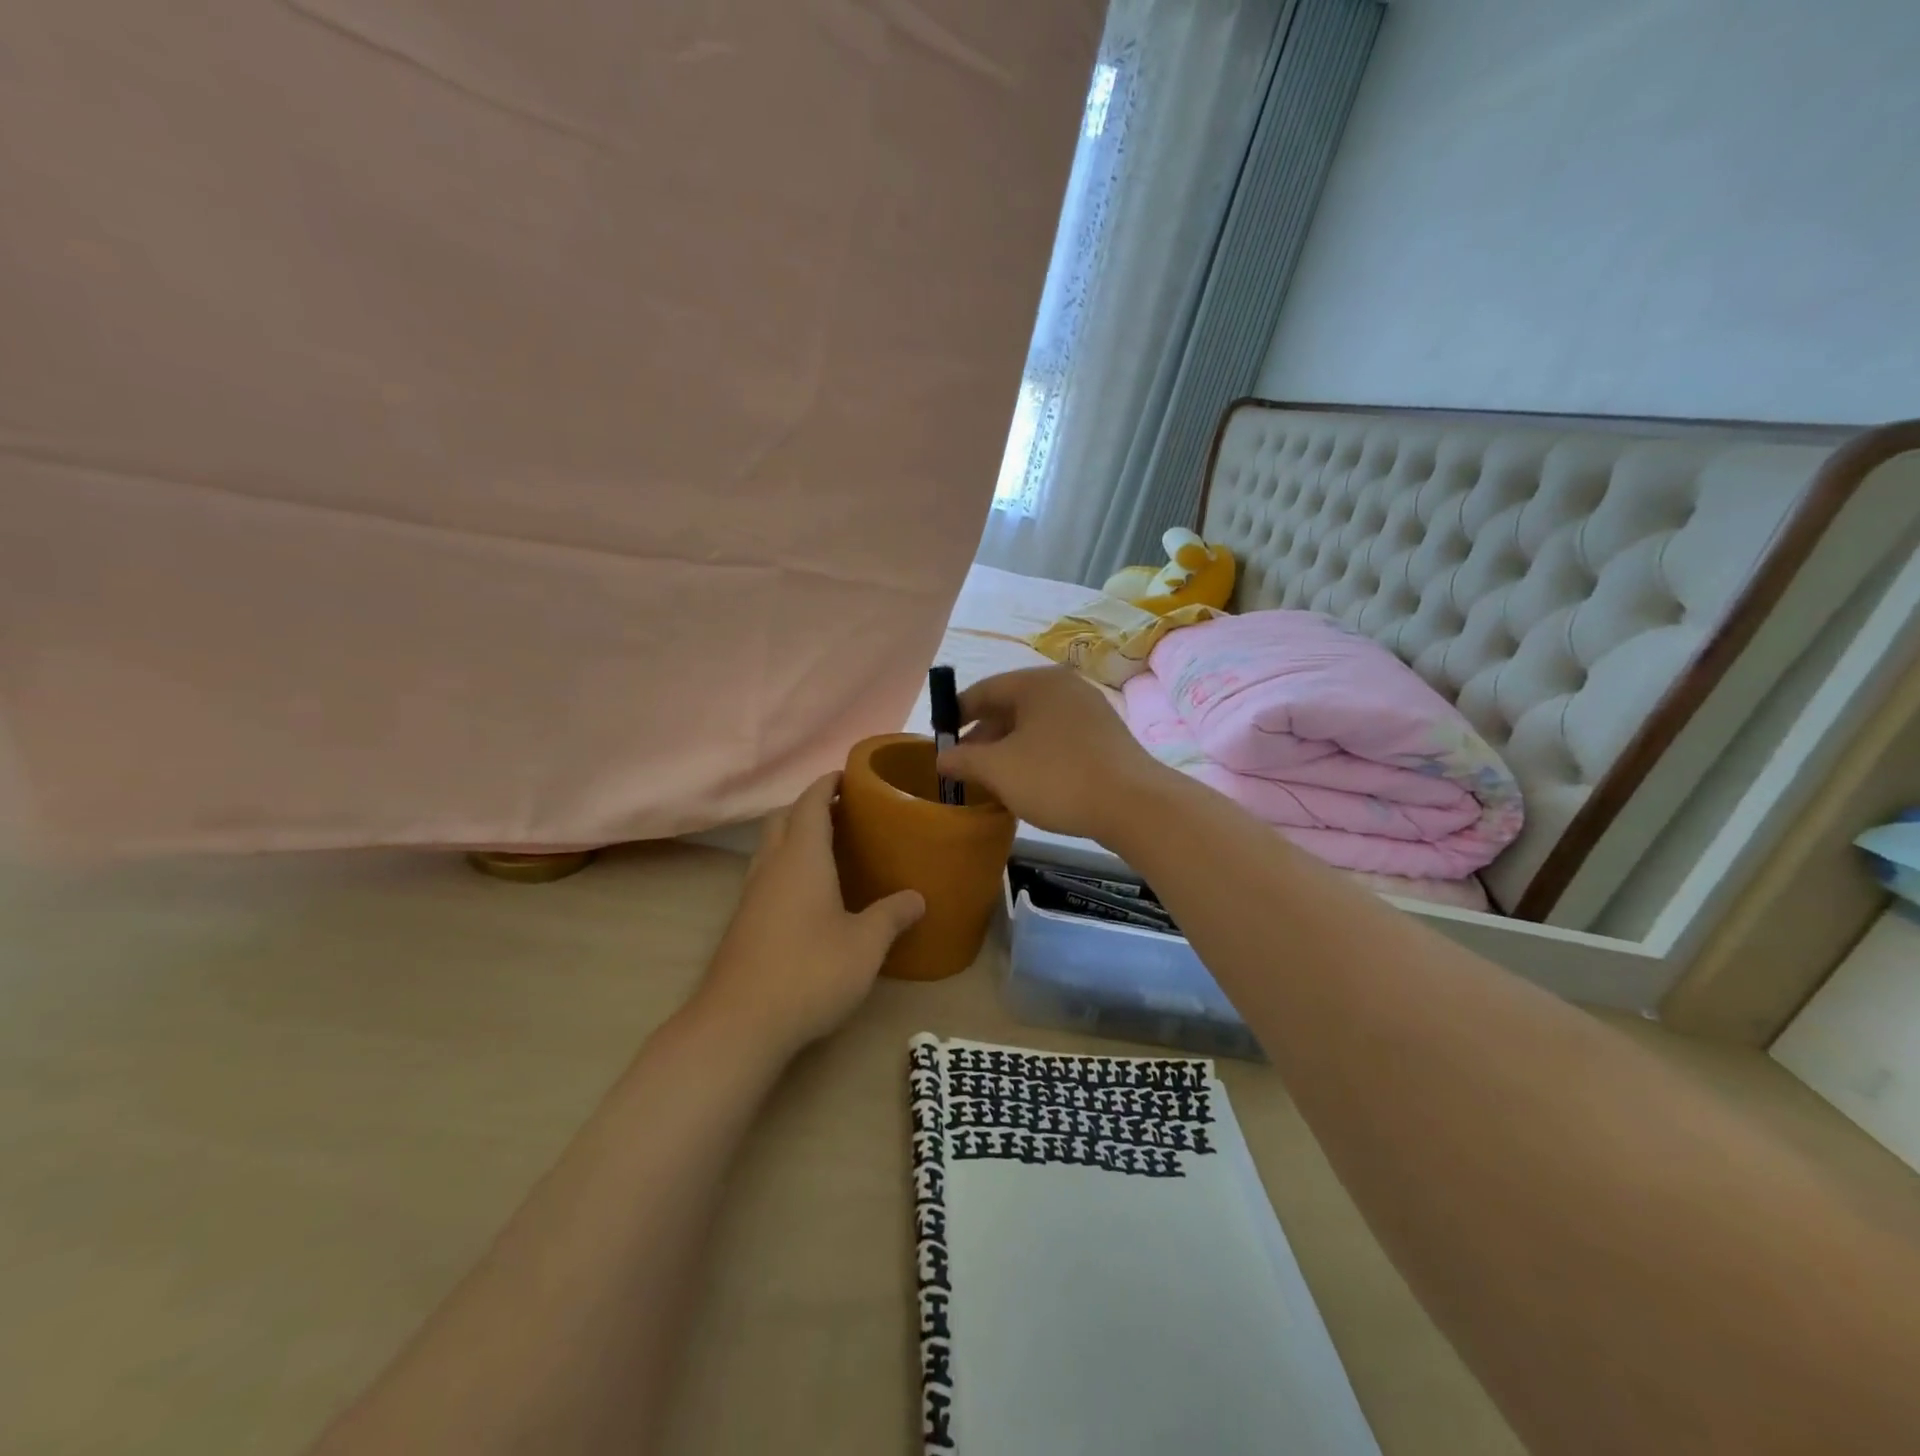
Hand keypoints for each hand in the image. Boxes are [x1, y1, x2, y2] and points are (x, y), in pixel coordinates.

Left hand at [695, 772, 923, 1059]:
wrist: (740, 1023)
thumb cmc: (810, 971)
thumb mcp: (865, 945)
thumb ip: (892, 916)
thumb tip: (917, 897)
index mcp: (802, 857)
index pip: (811, 802)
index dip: (828, 783)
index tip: (849, 776)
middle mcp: (772, 866)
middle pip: (784, 818)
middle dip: (810, 805)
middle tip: (845, 812)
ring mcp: (752, 894)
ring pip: (770, 847)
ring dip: (795, 836)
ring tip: (831, 849)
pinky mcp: (744, 922)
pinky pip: (766, 875)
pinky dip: (787, 866)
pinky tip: (810, 895)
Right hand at [936, 667, 1164, 840]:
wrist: (1133, 805)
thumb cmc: (1056, 778)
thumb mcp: (998, 770)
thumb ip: (963, 760)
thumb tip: (942, 758)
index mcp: (1036, 682)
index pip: (984, 690)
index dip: (956, 715)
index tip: (940, 741)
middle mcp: (1064, 687)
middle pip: (1010, 706)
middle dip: (983, 736)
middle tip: (965, 767)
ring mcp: (1089, 710)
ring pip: (1034, 725)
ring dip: (1008, 749)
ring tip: (993, 780)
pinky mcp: (1105, 737)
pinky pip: (1057, 738)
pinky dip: (1035, 755)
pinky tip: (1029, 783)